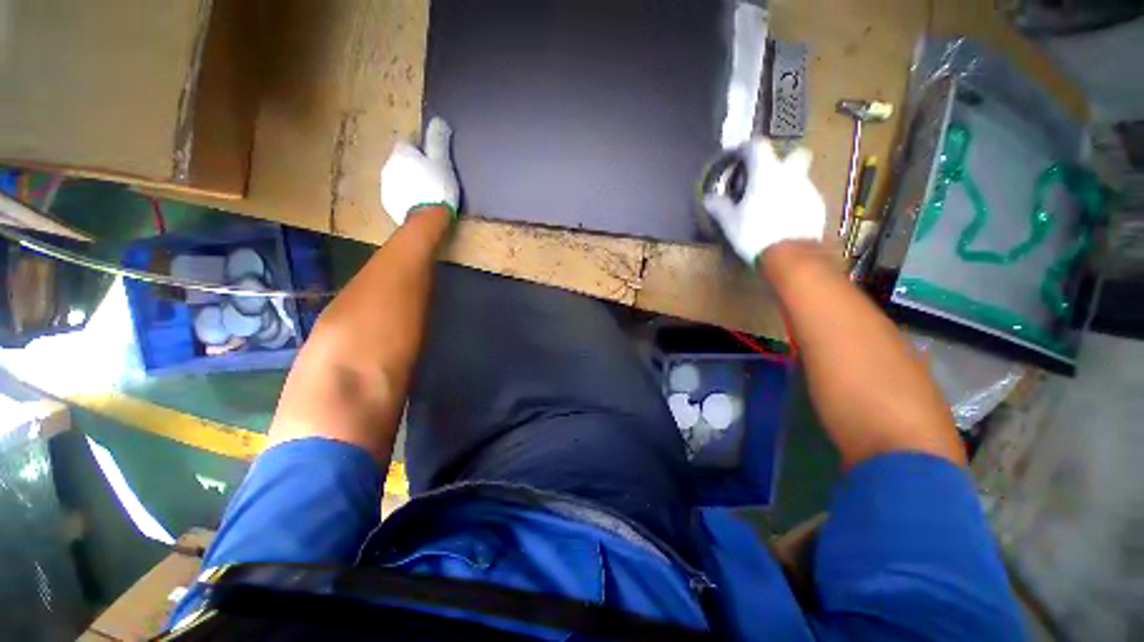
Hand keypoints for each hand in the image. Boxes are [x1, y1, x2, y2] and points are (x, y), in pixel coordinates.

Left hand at [380, 117, 459, 224]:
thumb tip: (439, 120)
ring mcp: (386, 186)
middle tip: (432, 177)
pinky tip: (420, 205)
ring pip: (398, 178)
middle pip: (401, 161)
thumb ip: (438, 141)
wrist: (427, 219)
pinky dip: (406, 197)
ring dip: (409, 182)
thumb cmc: (437, 187)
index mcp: (401, 152)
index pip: (407, 143)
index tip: (433, 160)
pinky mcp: (388, 204)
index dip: (420, 150)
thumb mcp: (442, 162)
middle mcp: (388, 165)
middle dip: (413, 166)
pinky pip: (397, 195)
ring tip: (427, 193)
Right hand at [703, 139, 825, 264]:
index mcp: (766, 173)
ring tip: (773, 205)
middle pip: (795, 154)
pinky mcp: (817, 206)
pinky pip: (805, 197)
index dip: (747, 148)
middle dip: (784, 160)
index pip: (758, 146)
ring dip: (788, 185)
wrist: (789, 253)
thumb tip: (709, 198)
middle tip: (769, 176)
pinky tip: (785, 219)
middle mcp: (790, 174)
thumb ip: (719, 206)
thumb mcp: (729, 222)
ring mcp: (807, 189)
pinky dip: (795, 202)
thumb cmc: (754, 233)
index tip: (740, 155)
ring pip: (800, 177)